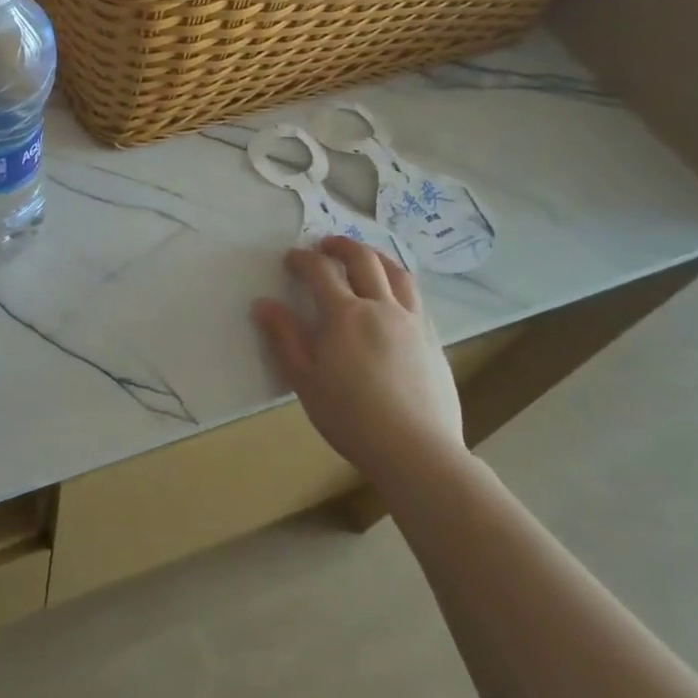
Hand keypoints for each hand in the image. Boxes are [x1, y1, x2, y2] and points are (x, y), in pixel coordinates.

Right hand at [252, 236, 465, 485]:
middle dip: (341, 246)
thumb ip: (284, 338)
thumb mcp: (305, 380)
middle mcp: (381, 308)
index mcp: (345, 315)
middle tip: (326, 245)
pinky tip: (393, 297)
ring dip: (376, 256)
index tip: (291, 258)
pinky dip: (399, 283)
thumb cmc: (352, 418)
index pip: (320, 270)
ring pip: (397, 273)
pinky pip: (416, 298)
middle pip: (363, 260)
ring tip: (364, 258)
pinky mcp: (433, 341)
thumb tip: (263, 304)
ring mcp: (412, 322)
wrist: (418, 452)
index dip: (302, 259)